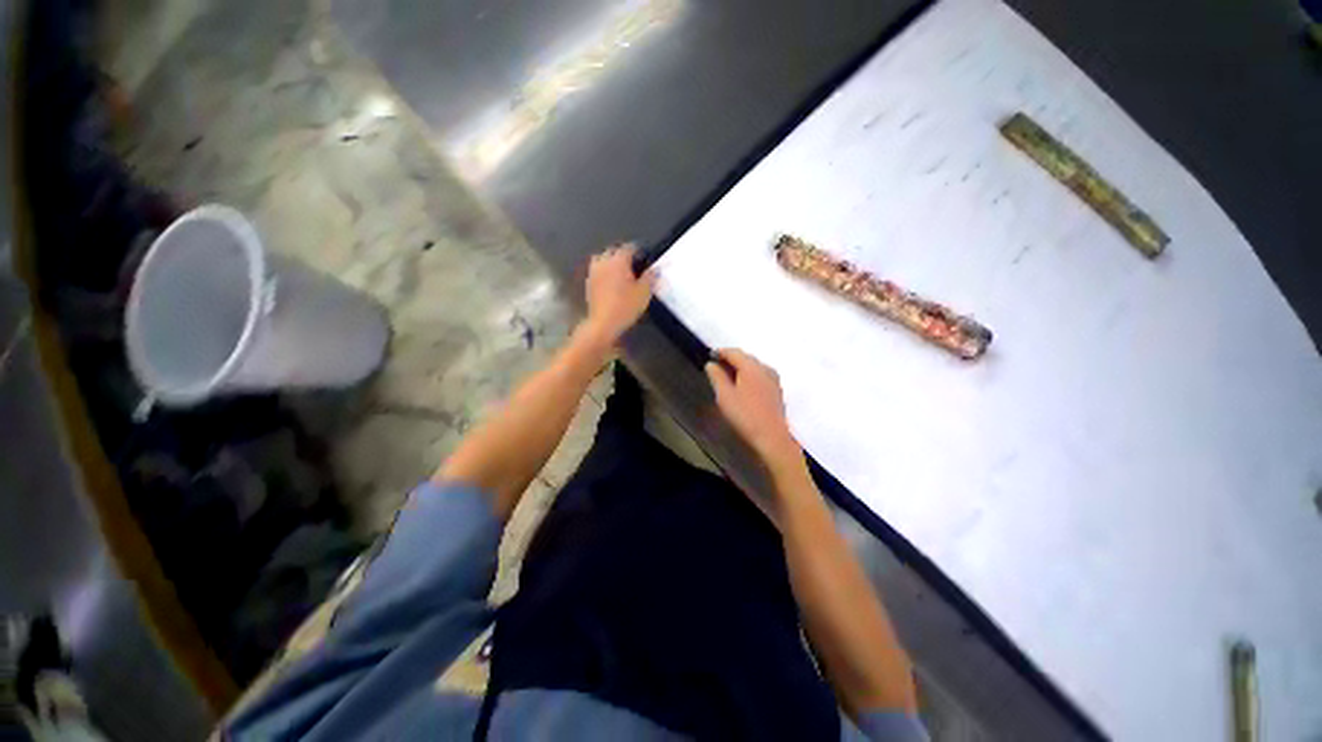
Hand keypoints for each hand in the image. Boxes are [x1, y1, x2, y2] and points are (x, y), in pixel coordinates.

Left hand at [582, 244, 655, 344]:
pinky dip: (604, 272)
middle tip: (634, 265)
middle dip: (624, 255)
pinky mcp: (588, 283)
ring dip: (611, 262)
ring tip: (620, 272)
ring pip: (602, 259)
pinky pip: (597, 270)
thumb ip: (650, 277)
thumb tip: (655, 268)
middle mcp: (604, 261)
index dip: (639, 251)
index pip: (629, 247)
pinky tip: (610, 282)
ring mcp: (594, 271)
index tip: (645, 258)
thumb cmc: (626, 306)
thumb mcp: (644, 292)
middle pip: (614, 251)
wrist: (603, 323)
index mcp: (619, 260)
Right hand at [705, 349, 800, 465]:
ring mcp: (773, 378)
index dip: (720, 352)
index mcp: (751, 367)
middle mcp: (765, 368)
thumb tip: (711, 364)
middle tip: (717, 366)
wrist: (772, 436)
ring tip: (728, 376)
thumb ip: (717, 377)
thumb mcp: (725, 396)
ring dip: (741, 367)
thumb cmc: (745, 415)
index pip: (734, 352)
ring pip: (754, 366)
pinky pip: (760, 375)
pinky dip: (749, 375)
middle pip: (745, 357)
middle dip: (731, 359)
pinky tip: (743, 386)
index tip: (709, 355)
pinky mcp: (777, 389)